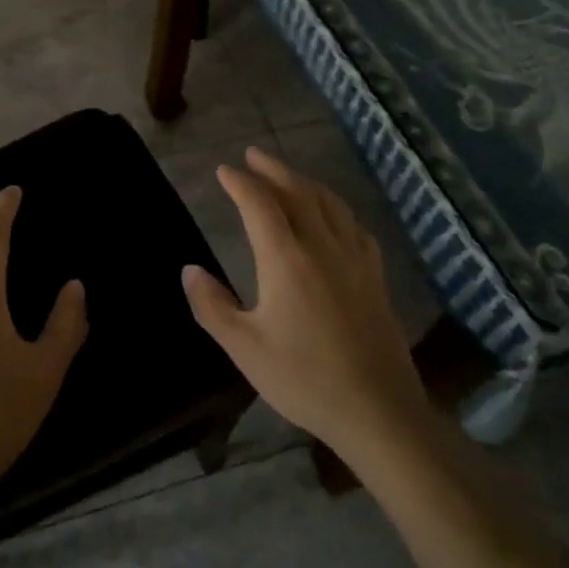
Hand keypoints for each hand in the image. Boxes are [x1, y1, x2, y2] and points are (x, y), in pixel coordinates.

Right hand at [182, 148, 424, 461]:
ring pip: (329, 203)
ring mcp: (354, 259)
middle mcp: (322, 247)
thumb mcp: (244, 348)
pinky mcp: (374, 277)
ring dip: (304, 181)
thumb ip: (212, 306)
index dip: (240, 182)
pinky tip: (333, 215)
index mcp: (286, 259)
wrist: (379, 412)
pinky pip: (353, 225)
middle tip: (252, 155)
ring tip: (287, 175)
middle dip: (272, 170)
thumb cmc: (304, 379)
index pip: (259, 204)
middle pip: (297, 192)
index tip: (223, 170)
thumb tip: (189, 270)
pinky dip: (335, 207)